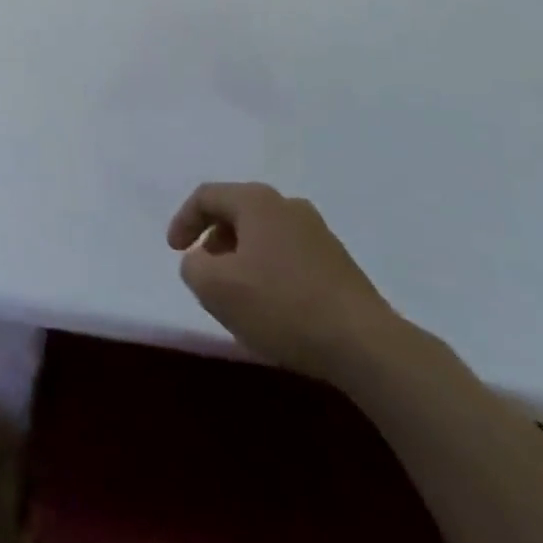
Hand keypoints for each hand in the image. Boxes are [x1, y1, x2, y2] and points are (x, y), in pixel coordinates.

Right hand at [167, 183, 401, 382]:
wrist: (367, 347)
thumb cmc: (282, 306)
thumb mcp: (215, 288)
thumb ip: (193, 267)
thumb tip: (200, 262)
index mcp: (256, 201)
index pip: (206, 196)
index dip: (183, 220)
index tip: (175, 251)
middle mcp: (288, 205)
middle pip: (238, 211)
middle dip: (214, 238)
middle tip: (204, 267)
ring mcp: (319, 233)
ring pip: (265, 234)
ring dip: (243, 255)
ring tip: (237, 289)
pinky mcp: (340, 264)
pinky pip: (290, 254)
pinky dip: (270, 269)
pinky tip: (273, 304)